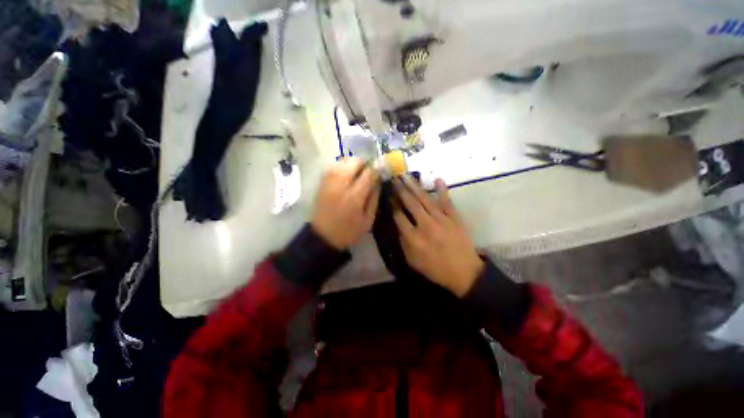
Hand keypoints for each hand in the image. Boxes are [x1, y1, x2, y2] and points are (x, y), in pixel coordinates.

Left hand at [311, 158, 380, 249]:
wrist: (322, 237)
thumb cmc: (348, 232)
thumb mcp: (368, 220)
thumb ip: (374, 199)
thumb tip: (378, 181)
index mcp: (354, 196)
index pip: (368, 173)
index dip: (377, 168)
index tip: (382, 168)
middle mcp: (340, 185)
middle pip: (354, 162)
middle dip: (364, 163)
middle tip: (369, 171)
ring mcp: (329, 183)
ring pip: (342, 161)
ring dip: (353, 164)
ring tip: (357, 173)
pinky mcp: (321, 184)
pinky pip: (333, 167)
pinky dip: (342, 167)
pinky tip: (346, 176)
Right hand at [393, 177, 483, 296]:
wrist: (464, 273)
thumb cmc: (436, 268)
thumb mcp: (413, 261)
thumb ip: (403, 243)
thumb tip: (398, 226)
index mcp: (414, 238)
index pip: (399, 217)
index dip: (392, 205)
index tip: (388, 195)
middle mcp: (426, 225)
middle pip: (411, 204)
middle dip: (401, 190)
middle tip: (394, 179)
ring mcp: (441, 220)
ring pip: (425, 199)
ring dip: (415, 186)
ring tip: (406, 176)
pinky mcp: (454, 218)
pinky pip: (447, 201)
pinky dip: (442, 190)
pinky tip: (437, 179)